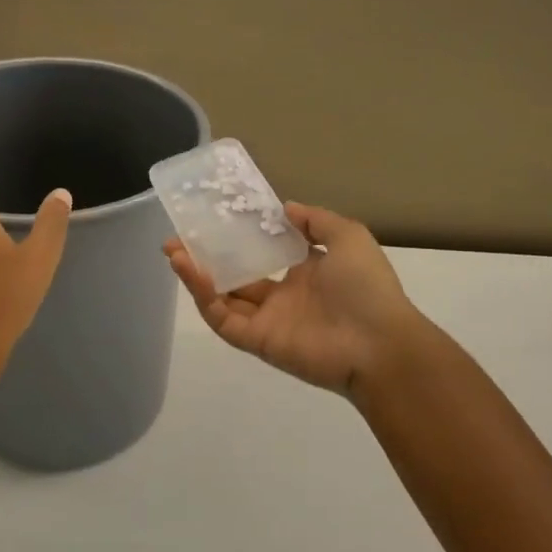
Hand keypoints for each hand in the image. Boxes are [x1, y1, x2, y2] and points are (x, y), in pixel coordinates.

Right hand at [164, 202, 430, 395]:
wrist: (378, 343)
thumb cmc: (366, 287)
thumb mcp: (349, 237)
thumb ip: (316, 221)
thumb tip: (285, 208)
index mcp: (307, 273)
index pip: (265, 254)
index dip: (239, 238)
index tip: (214, 219)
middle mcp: (284, 297)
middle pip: (236, 277)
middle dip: (207, 258)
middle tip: (179, 238)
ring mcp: (269, 321)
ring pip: (224, 298)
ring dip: (197, 275)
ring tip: (173, 251)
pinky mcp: (258, 341)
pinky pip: (224, 320)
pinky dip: (205, 297)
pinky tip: (190, 270)